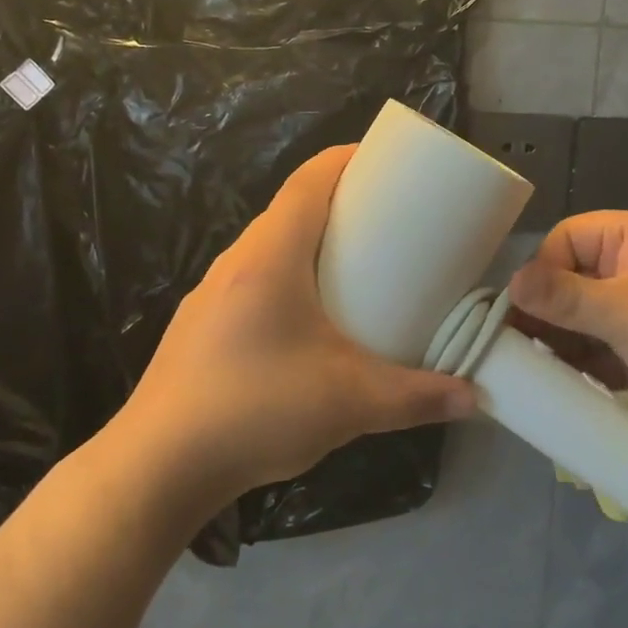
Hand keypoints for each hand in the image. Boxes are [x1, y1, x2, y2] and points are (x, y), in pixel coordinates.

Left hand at [110, 146, 476, 509]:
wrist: (156, 469)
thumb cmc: (256, 409)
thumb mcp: (350, 402)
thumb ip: (416, 397)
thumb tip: (472, 397)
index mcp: (271, 256)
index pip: (309, 180)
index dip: (348, 159)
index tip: (389, 163)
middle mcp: (236, 262)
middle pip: (291, 210)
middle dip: (340, 204)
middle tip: (389, 223)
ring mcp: (211, 295)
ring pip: (269, 247)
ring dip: (311, 245)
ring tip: (355, 270)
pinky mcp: (200, 328)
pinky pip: (253, 281)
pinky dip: (288, 278)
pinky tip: (307, 323)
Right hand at [507, 210, 627, 450]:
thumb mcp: (625, 310)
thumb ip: (564, 297)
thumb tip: (509, 282)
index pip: (566, 239)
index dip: (540, 271)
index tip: (517, 312)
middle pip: (574, 281)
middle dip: (546, 314)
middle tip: (513, 349)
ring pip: (588, 320)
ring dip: (563, 345)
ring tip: (530, 374)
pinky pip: (607, 350)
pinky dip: (586, 366)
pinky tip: (561, 388)